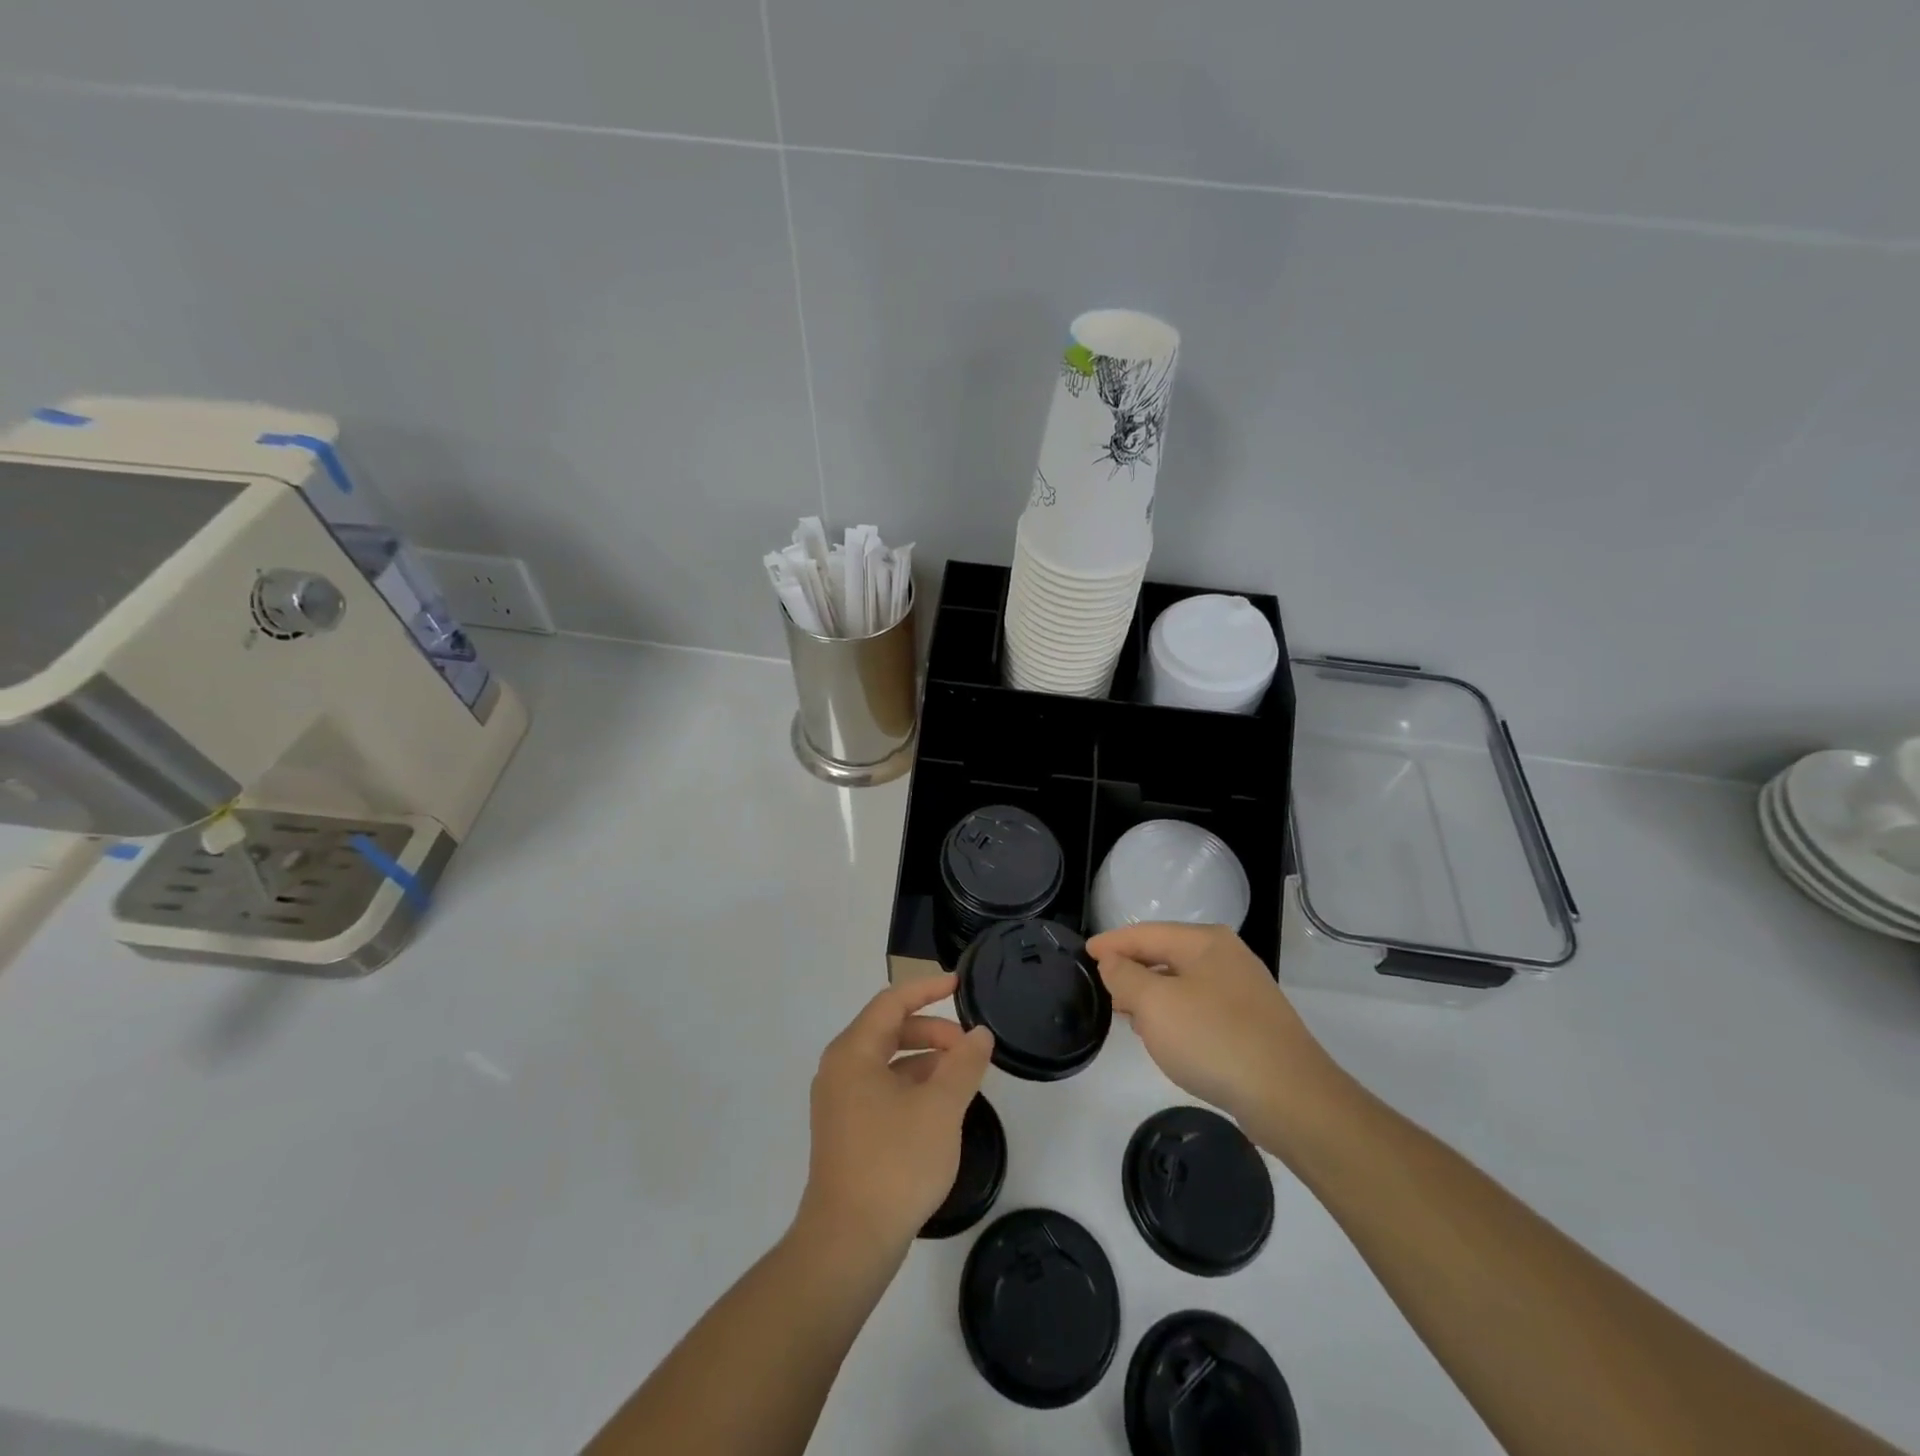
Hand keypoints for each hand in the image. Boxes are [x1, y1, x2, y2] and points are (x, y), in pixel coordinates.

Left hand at [796, 974, 994, 1253]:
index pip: (893, 1001)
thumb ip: (964, 1064)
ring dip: (925, 1060)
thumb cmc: (895, 1162)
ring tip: (962, 1078)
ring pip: (888, 1062)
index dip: (928, 988)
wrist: (848, 1242)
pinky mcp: (845, 1130)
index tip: (960, 984)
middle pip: (890, 1030)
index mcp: (854, 1052)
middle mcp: (840, 1069)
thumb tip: (979, 1034)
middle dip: (932, 1031)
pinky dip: (912, 1086)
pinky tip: (940, 1108)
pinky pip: (882, 1089)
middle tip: (969, 1047)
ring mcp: (839, 1101)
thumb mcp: (941, 1108)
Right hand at [1088, 923, 1343, 1143]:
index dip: (1112, 943)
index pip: (1145, 933)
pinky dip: (1176, 1015)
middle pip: (1166, 954)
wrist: (1290, 1098)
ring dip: (1153, 995)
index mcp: (1205, 941)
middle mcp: (1227, 956)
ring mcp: (1244, 990)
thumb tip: (1113, 962)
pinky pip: (1201, 1007)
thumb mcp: (1155, 1005)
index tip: (1085, 953)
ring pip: (1183, 982)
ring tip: (1129, 1016)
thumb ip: (1125, 977)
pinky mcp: (1253, 1023)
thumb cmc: (1214, 1040)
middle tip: (1104, 988)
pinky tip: (1167, 1038)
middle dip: (1133, 969)